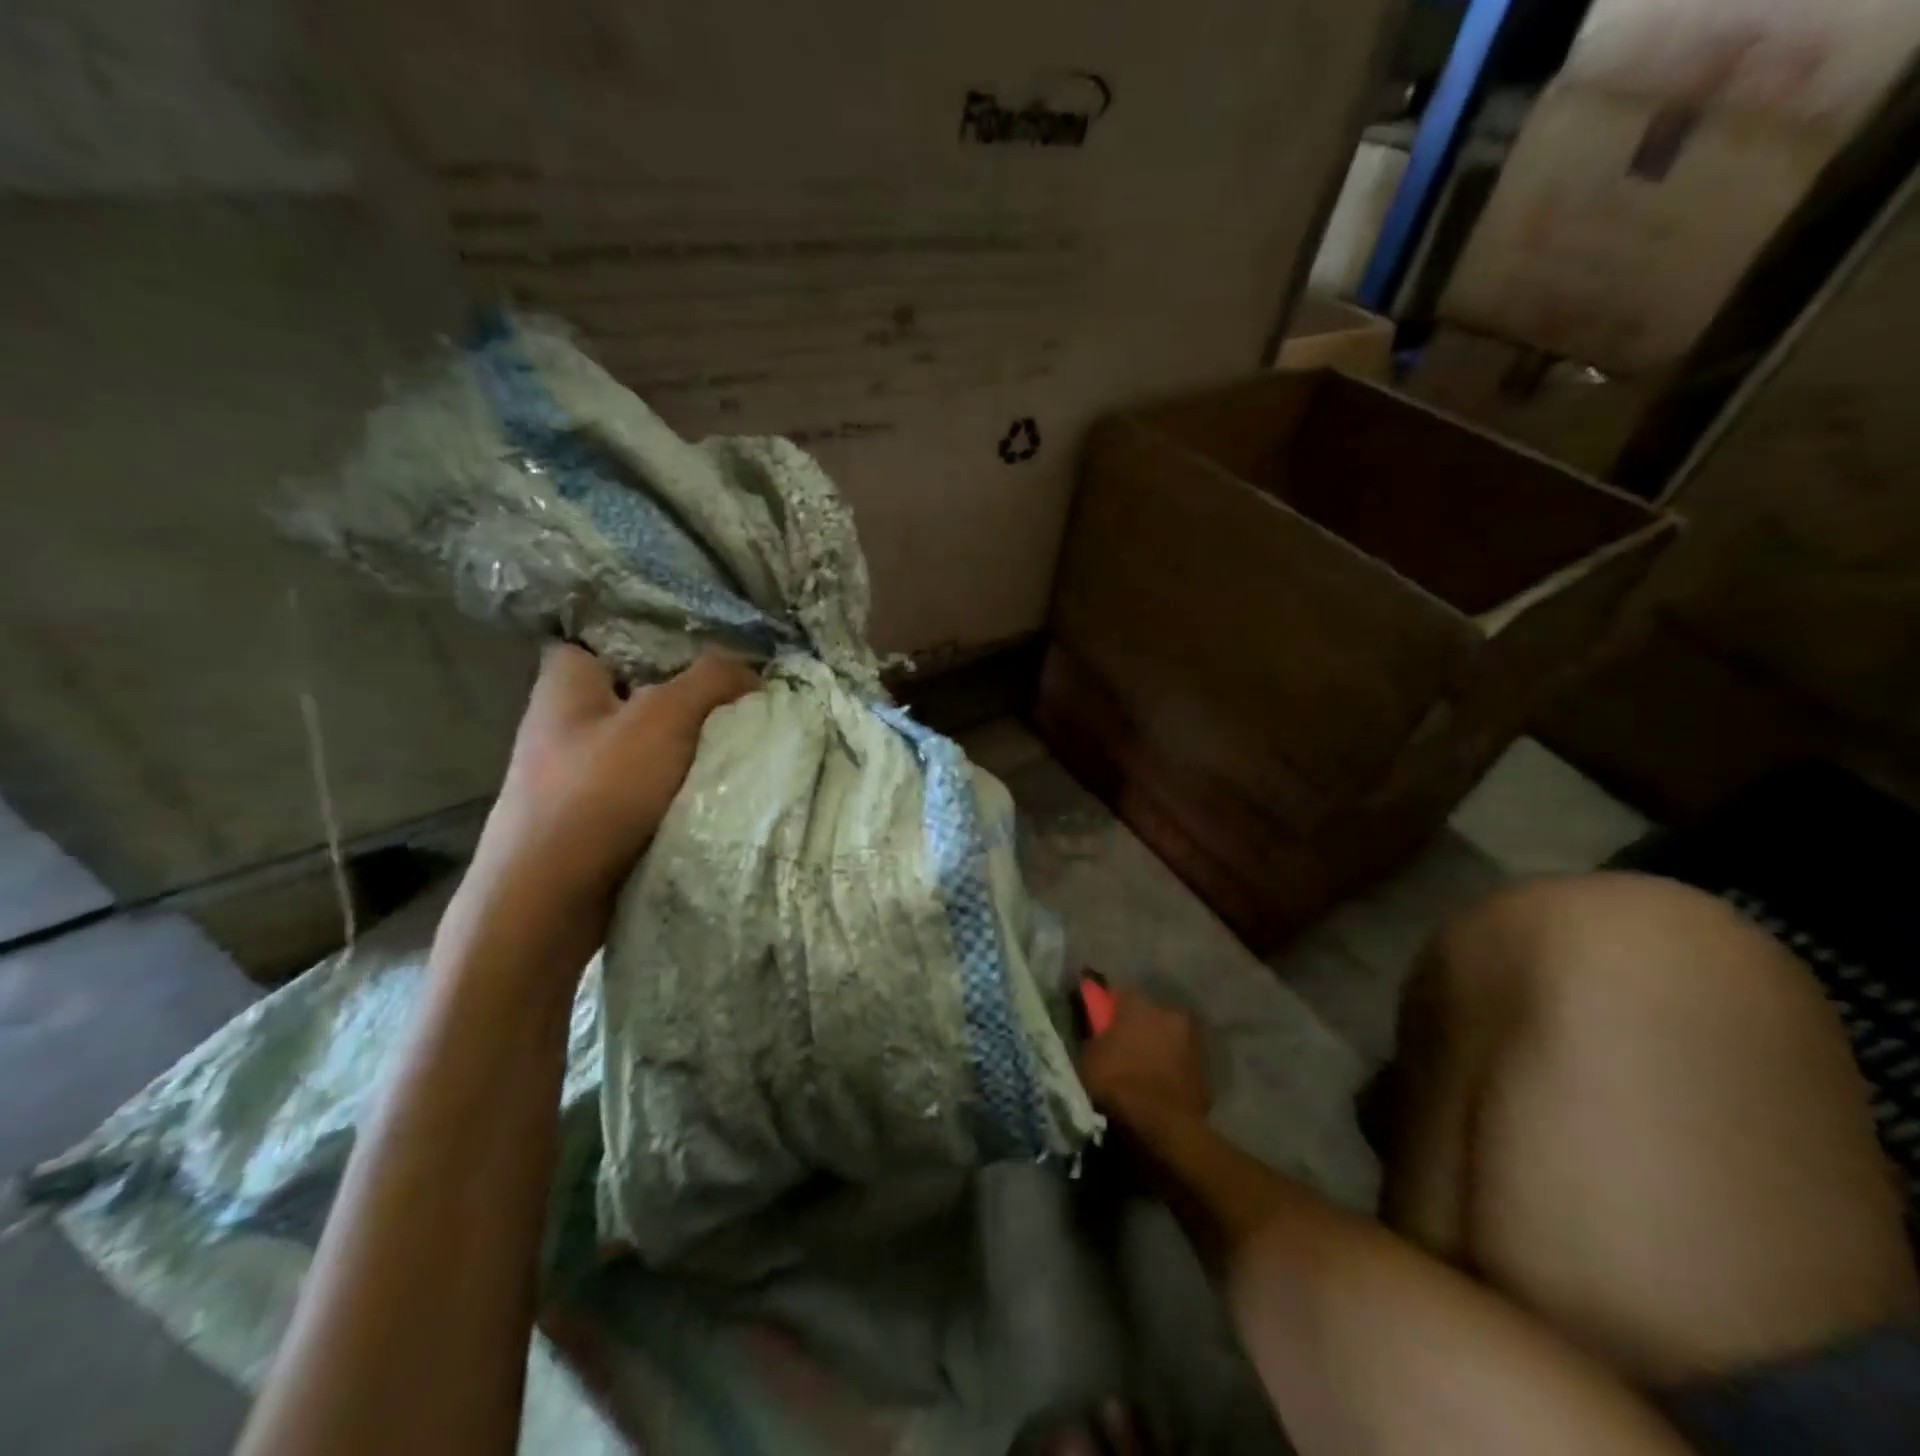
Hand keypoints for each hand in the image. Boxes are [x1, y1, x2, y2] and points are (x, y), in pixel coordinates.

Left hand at [463, 643, 758, 942]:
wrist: (549, 900)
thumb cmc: (598, 792)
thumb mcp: (664, 718)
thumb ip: (710, 680)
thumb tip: (751, 669)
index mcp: (567, 681)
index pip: (610, 634)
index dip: (657, 634)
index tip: (709, 644)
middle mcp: (567, 718)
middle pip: (640, 687)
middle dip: (689, 692)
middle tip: (741, 693)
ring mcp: (578, 769)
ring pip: (648, 738)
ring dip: (689, 741)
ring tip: (740, 735)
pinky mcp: (594, 811)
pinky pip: (647, 780)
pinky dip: (679, 779)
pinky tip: (716, 780)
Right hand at [1078, 989, 1210, 1131]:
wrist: (1164, 1124)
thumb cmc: (1119, 1082)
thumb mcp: (1089, 1057)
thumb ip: (1094, 1035)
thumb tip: (1098, 1030)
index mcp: (1138, 1003)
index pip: (1119, 996)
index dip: (1109, 1011)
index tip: (1102, 1026)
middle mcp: (1167, 1011)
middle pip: (1147, 1014)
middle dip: (1137, 1026)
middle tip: (1123, 1048)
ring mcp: (1191, 1037)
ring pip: (1167, 1035)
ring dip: (1157, 1046)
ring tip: (1142, 1069)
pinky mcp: (1205, 1064)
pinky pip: (1180, 1059)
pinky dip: (1171, 1066)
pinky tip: (1159, 1083)